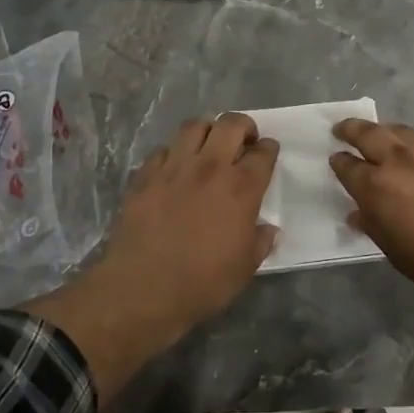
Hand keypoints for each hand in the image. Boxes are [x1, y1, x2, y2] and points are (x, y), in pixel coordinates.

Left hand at [98, 114, 280, 326]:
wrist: (144, 288)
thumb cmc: (203, 282)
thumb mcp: (245, 268)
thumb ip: (260, 242)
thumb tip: (268, 229)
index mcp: (241, 188)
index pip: (263, 153)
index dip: (269, 149)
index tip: (268, 153)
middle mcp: (210, 167)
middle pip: (231, 124)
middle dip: (243, 126)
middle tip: (244, 141)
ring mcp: (174, 167)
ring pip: (194, 126)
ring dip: (208, 130)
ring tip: (209, 145)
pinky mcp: (146, 175)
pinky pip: (163, 149)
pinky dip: (174, 152)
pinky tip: (175, 167)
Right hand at [330, 118, 413, 406]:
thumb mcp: (395, 252)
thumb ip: (373, 225)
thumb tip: (358, 213)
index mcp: (377, 187)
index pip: (347, 166)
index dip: (339, 163)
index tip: (336, 160)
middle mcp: (400, 160)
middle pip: (369, 133)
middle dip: (351, 129)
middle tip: (343, 129)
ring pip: (401, 130)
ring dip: (386, 132)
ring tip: (382, 136)